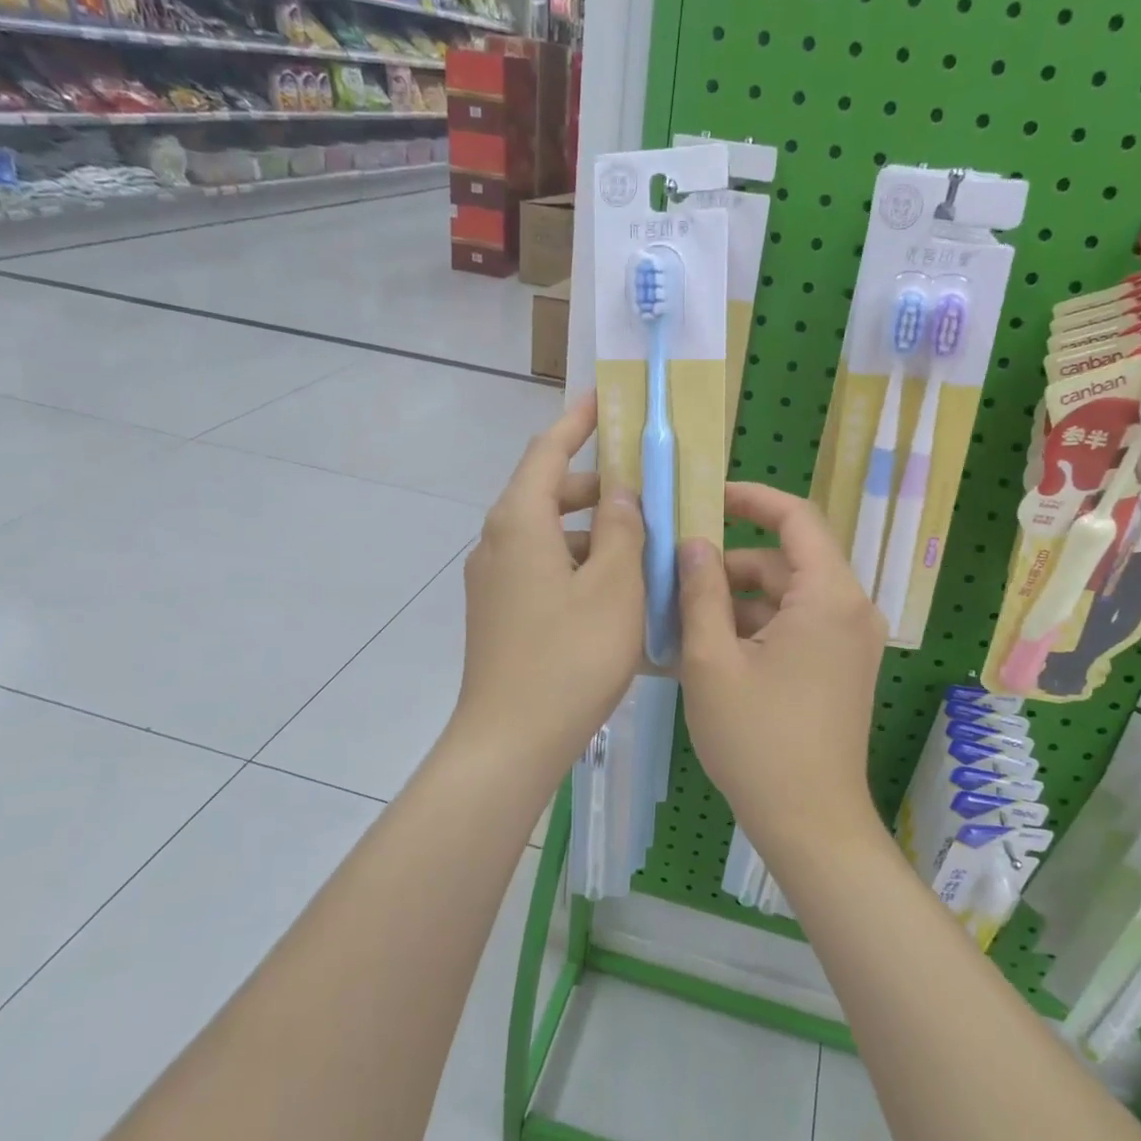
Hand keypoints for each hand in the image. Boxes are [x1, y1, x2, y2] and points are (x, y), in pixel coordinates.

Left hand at [452, 393, 644, 775]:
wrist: (510, 740)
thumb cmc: (570, 656)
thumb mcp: (615, 586)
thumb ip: (623, 529)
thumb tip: (622, 493)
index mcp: (519, 523)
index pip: (546, 452)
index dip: (576, 422)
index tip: (602, 400)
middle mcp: (497, 543)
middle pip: (548, 494)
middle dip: (597, 487)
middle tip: (646, 489)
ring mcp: (494, 582)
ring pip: (549, 536)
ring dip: (593, 532)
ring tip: (643, 546)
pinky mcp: (500, 614)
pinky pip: (543, 569)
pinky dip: (579, 565)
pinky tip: (616, 593)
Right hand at [676, 482, 884, 843]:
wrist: (811, 824)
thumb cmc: (758, 741)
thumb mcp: (712, 661)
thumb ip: (700, 593)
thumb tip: (693, 544)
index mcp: (829, 597)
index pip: (797, 518)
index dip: (752, 499)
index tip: (708, 497)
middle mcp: (851, 609)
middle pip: (786, 562)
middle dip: (730, 565)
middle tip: (674, 578)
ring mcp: (850, 641)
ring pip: (787, 597)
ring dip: (737, 601)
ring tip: (681, 620)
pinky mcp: (841, 668)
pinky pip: (796, 627)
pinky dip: (756, 628)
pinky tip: (709, 650)